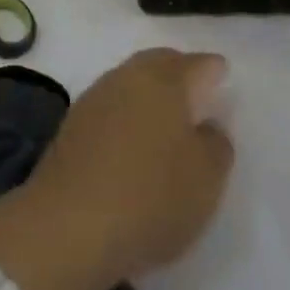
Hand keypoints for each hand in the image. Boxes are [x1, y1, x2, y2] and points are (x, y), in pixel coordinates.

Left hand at [0, 49, 233, 289]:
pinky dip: (126, 112)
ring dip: (149, 90)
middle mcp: (130, 77)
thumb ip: (217, 145)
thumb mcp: (206, 180)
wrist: (67, 227)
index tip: (222, 77)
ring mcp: (96, 97)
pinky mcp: (72, 124)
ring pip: (131, 80)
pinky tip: (131, 136)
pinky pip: (111, 104)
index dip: (213, 70)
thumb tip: (208, 125)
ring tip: (164, 115)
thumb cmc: (150, 198)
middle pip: (160, 63)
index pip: (198, 64)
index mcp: (167, 81)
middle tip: (195, 89)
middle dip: (179, 70)